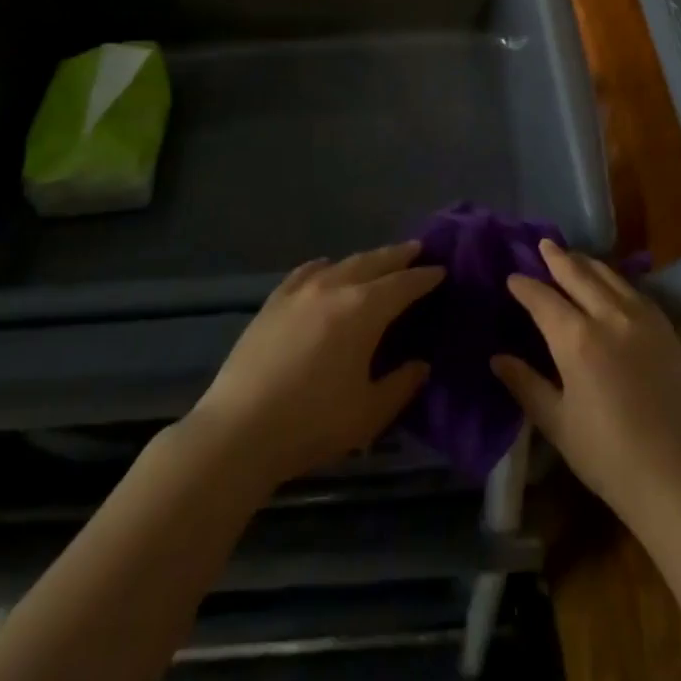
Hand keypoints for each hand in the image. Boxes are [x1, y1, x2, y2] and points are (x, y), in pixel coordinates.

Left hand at [188, 242, 442, 489]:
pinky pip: (307, 271)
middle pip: (375, 261)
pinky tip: (327, 270)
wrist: (239, 431)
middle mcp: (336, 287)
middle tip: (418, 249)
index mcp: (364, 309)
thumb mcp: (369, 413)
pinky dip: (326, 267)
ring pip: (343, 263)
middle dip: (399, 256)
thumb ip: (401, 384)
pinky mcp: (274, 300)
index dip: (425, 277)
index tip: (441, 270)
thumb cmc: (311, 423)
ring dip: (367, 259)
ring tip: (379, 260)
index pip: (404, 284)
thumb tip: (421, 364)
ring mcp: (301, 290)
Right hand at [492, 239, 680, 522]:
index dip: (525, 286)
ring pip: (609, 276)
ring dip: (587, 263)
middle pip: (578, 275)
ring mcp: (642, 318)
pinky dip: (615, 279)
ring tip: (573, 257)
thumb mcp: (558, 423)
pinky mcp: (666, 329)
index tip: (512, 278)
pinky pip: (635, 290)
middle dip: (557, 258)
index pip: (543, 299)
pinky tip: (611, 282)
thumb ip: (526, 385)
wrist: (677, 477)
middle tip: (543, 244)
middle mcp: (609, 316)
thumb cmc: (608, 456)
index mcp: (577, 339)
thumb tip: (497, 358)